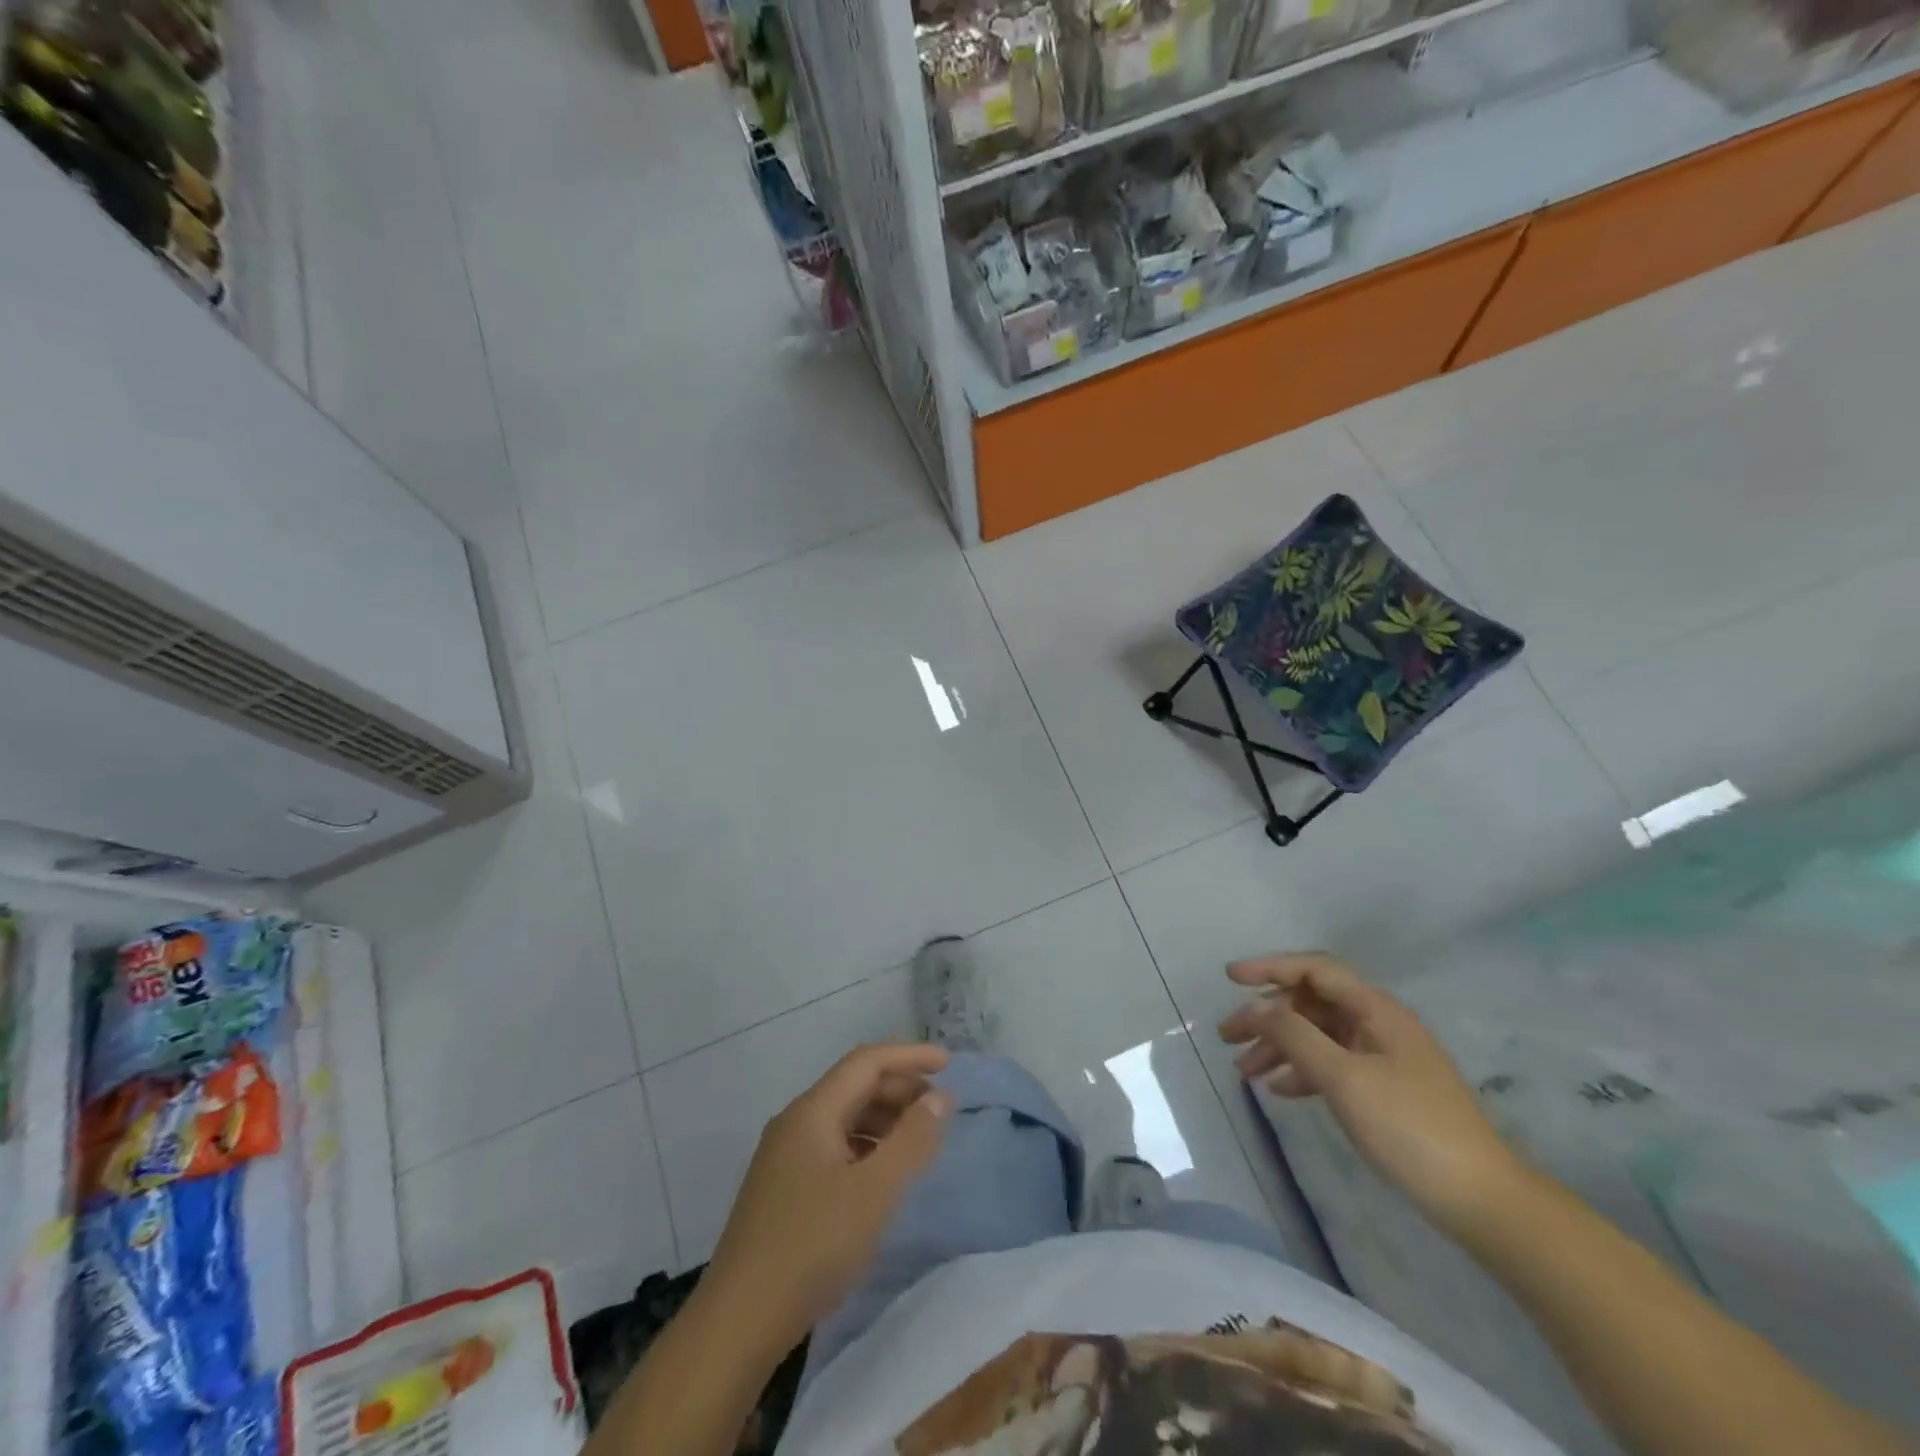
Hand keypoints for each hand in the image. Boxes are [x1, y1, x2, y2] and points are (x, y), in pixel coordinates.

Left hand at [704, 1043, 953, 1351]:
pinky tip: (883, 1175)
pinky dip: (866, 1147)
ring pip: (843, 1118)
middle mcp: (795, 1123)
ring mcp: (784, 1157)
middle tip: (940, 1108)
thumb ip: (911, 1140)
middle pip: (854, 1086)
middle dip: (899, 1089)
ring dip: (884, 1119)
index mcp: (812, 1111)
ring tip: (919, 1140)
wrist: (738, 1323)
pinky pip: (833, 1147)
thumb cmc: (812, 1246)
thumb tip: (940, 1098)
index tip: (948, 1064)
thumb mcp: (874, 1192)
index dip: (909, 1057)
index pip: (866, 1062)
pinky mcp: (783, 1189)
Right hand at [1218, 954, 1525, 1232]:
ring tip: (1244, 1071)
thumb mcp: (1344, 1078)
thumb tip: (1256, 1007)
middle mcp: (1379, 1024)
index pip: (1314, 970)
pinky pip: (1332, 1064)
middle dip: (1267, 1016)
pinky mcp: (1385, 1088)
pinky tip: (1281, 1090)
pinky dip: (1302, 1070)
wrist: (1482, 1199)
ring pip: (1318, 1035)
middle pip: (1311, 1003)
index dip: (1270, 967)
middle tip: (1228, 1036)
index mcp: (1376, 1010)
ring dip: (1279, 1046)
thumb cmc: (1410, 1128)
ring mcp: (1384, 1057)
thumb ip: (1295, 1036)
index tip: (1230, 978)